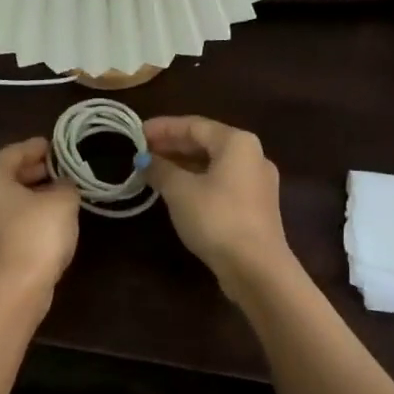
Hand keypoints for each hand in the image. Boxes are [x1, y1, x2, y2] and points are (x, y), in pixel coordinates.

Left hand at [0, 137, 79, 300]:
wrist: (15, 289)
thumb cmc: (36, 232)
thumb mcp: (62, 200)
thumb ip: (66, 184)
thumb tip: (63, 185)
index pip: (16, 151)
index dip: (40, 147)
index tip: (59, 146)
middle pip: (9, 174)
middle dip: (37, 170)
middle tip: (64, 168)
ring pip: (9, 198)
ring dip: (33, 194)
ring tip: (62, 192)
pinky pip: (9, 219)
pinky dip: (27, 214)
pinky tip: (50, 218)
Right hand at [143, 116, 295, 294]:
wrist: (256, 268)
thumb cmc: (216, 218)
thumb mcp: (180, 191)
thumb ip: (160, 169)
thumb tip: (144, 160)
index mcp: (237, 142)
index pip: (194, 125)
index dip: (163, 128)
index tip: (136, 132)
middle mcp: (252, 155)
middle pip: (206, 142)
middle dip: (172, 145)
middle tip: (142, 151)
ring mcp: (257, 182)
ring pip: (214, 164)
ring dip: (183, 164)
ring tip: (154, 170)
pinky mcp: (255, 206)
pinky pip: (221, 182)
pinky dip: (197, 180)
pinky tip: (176, 190)